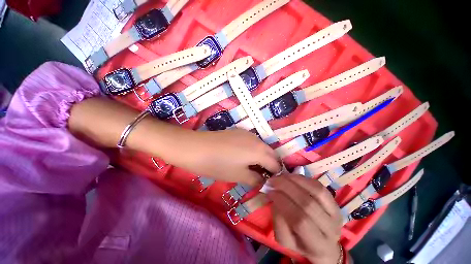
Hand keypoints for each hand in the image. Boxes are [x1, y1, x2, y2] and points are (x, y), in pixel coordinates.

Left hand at [177, 129, 280, 184]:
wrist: (197, 147)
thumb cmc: (219, 165)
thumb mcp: (239, 176)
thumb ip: (255, 179)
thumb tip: (263, 181)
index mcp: (260, 151)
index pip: (275, 164)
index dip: (275, 174)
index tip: (270, 181)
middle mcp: (257, 140)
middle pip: (270, 153)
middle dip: (270, 164)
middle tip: (262, 175)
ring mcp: (247, 133)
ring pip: (261, 146)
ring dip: (261, 156)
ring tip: (253, 166)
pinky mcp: (238, 131)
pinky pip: (252, 142)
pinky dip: (253, 150)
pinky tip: (243, 155)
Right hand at [266, 174, 342, 263]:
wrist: (323, 245)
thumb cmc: (301, 243)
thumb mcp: (285, 241)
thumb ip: (279, 223)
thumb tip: (275, 200)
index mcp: (317, 245)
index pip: (300, 221)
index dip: (283, 202)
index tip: (270, 192)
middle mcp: (331, 229)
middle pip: (308, 203)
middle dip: (286, 188)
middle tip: (273, 180)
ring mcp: (336, 214)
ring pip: (316, 192)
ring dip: (295, 180)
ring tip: (281, 176)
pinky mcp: (335, 202)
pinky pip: (320, 186)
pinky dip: (304, 179)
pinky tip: (292, 176)